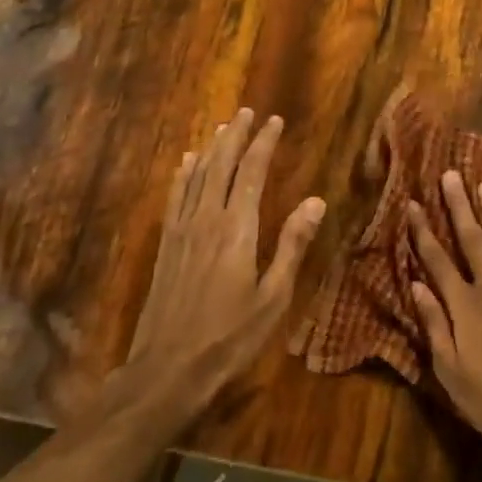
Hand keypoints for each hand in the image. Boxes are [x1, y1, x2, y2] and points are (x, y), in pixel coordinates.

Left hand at [127, 109, 324, 418]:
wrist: (168, 369)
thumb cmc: (230, 337)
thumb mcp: (274, 297)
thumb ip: (292, 245)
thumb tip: (316, 200)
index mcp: (237, 229)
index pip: (251, 172)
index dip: (263, 143)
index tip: (274, 120)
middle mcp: (206, 219)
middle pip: (221, 165)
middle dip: (236, 136)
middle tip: (247, 112)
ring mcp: (181, 230)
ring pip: (196, 175)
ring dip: (211, 148)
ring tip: (223, 127)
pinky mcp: (166, 244)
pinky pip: (175, 196)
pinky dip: (183, 173)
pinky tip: (186, 162)